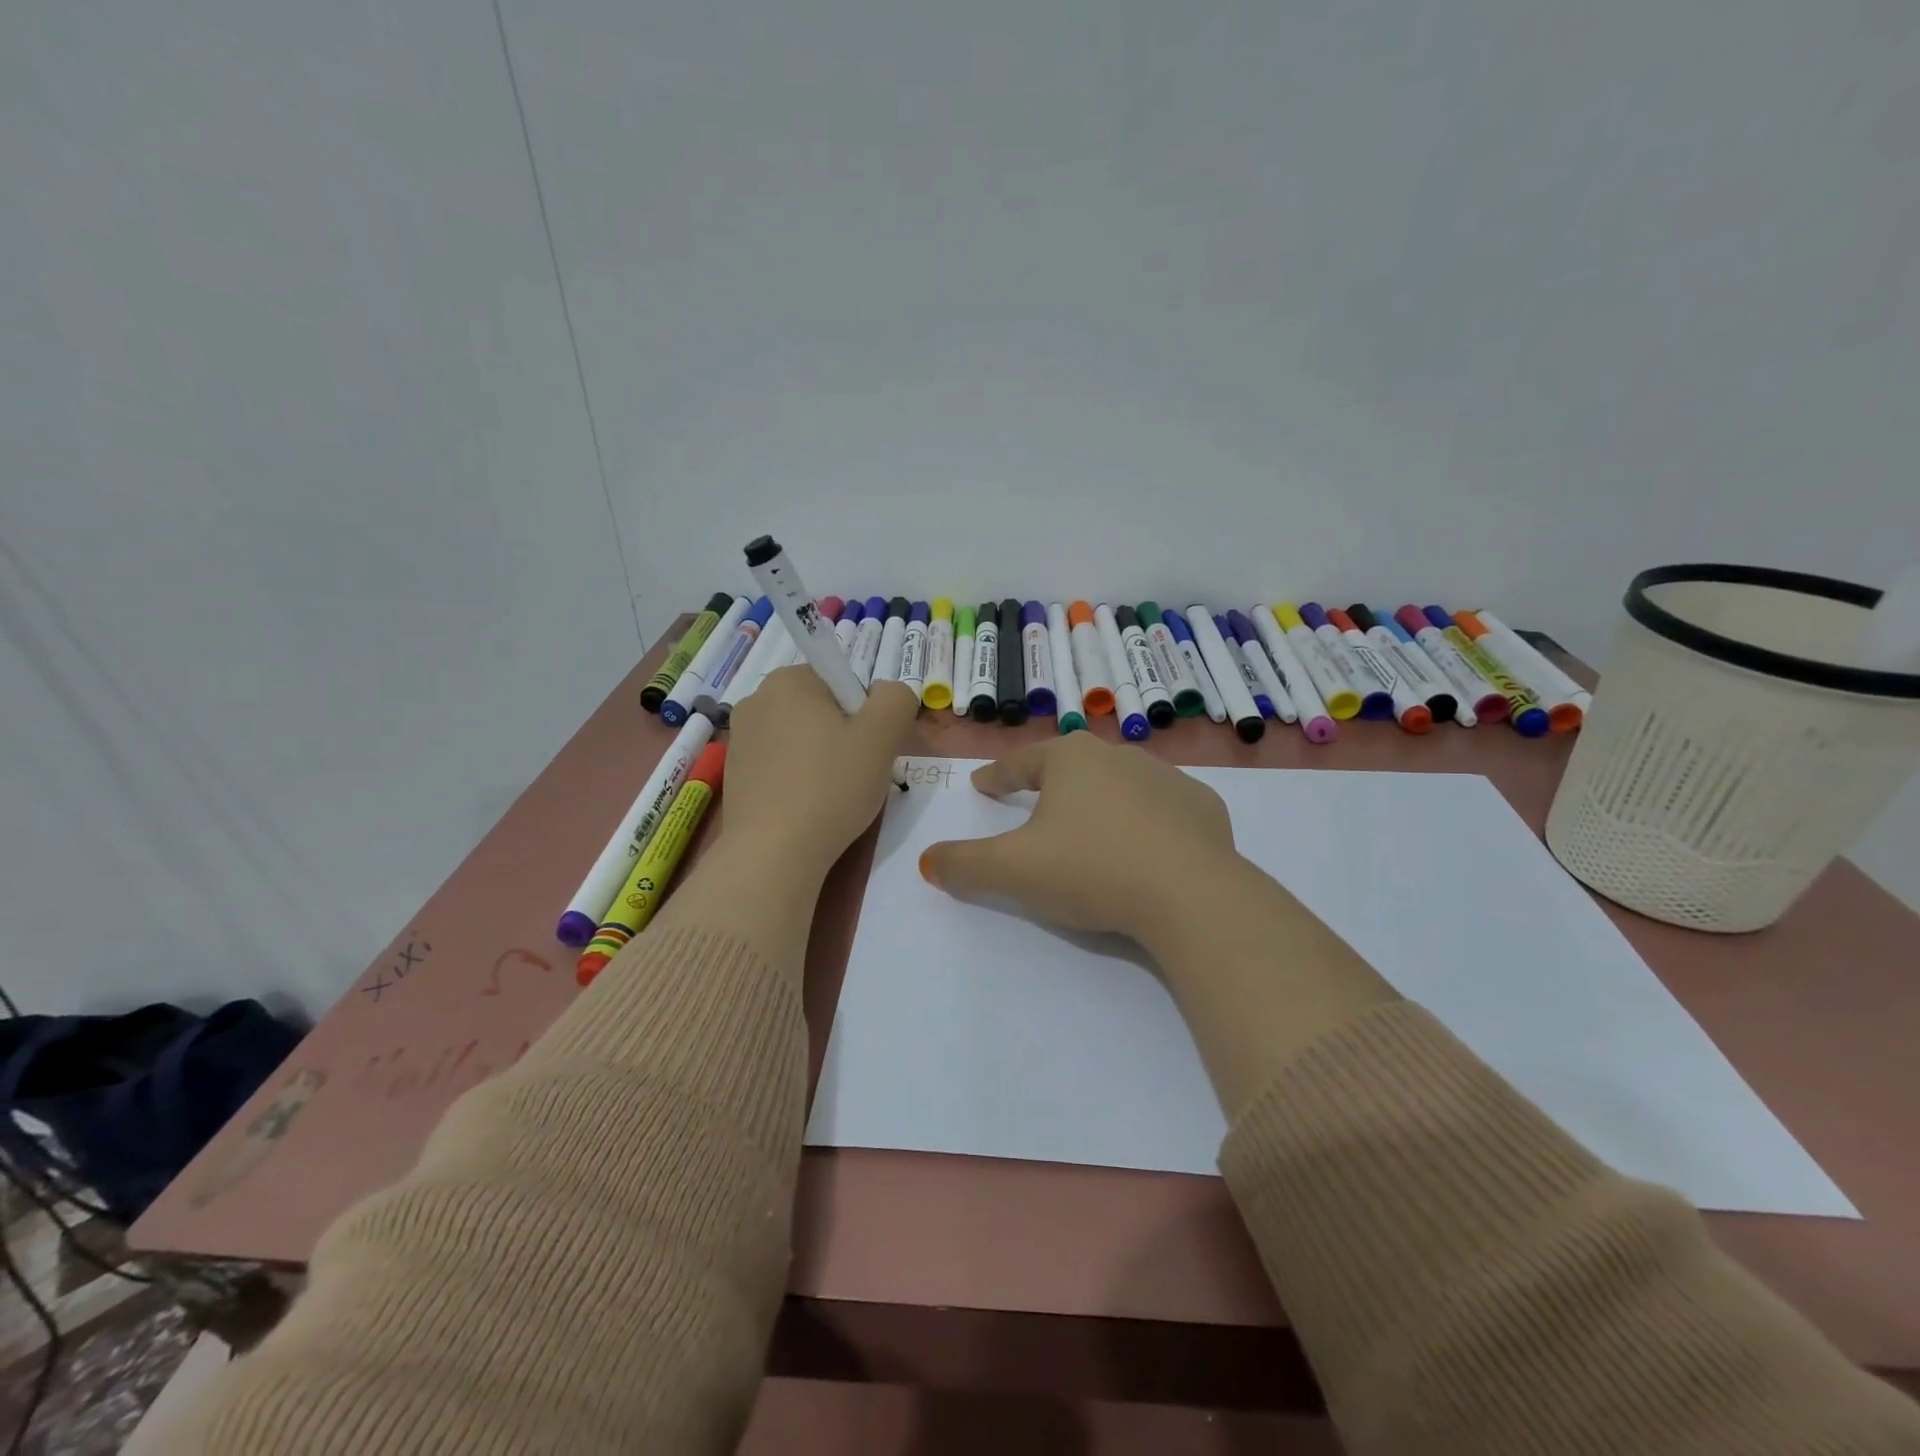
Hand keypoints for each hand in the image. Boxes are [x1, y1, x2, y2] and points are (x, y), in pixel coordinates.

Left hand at [723, 667, 918, 879]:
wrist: (774, 853)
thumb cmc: (831, 787)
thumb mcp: (882, 737)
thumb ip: (896, 699)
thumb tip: (888, 693)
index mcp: (789, 680)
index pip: (843, 682)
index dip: (865, 714)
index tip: (868, 749)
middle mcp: (757, 700)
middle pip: (821, 709)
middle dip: (844, 736)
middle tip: (857, 774)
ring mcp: (740, 738)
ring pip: (802, 738)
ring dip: (823, 759)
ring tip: (833, 796)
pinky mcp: (735, 773)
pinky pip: (781, 764)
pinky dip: (799, 778)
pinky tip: (808, 807)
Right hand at [918, 734, 1239, 952]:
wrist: (1191, 894)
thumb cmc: (1090, 868)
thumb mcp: (1013, 870)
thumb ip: (964, 864)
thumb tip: (927, 862)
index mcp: (1070, 759)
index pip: (1021, 763)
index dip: (997, 775)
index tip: (982, 784)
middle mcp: (1119, 756)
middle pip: (1072, 767)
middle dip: (1050, 783)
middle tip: (1034, 801)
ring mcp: (1168, 779)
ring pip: (1120, 785)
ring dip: (1100, 801)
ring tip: (1091, 828)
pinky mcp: (1203, 808)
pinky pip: (1164, 811)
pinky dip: (1148, 823)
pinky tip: (1145, 847)